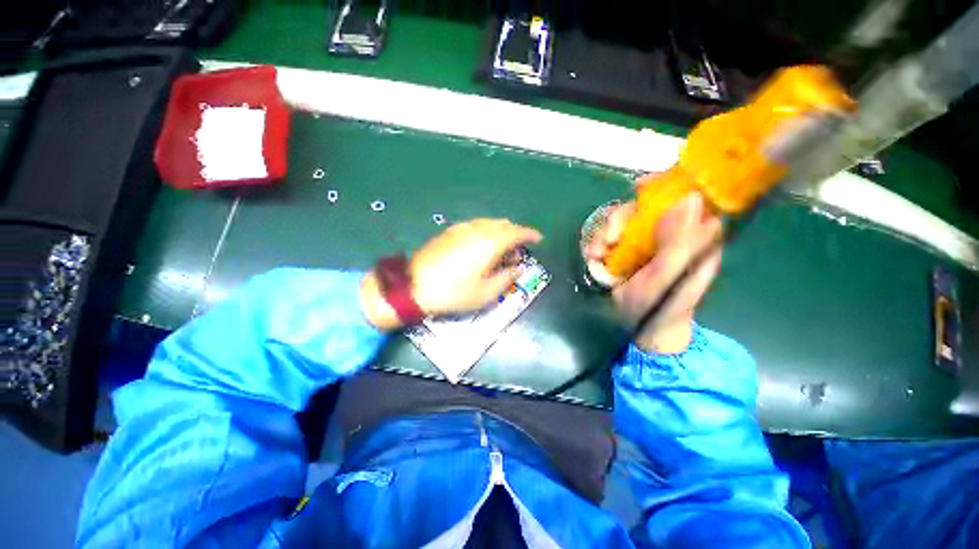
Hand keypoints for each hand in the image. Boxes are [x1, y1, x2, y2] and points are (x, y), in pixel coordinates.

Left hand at [361, 219, 542, 329]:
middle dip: (515, 234)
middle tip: (518, 252)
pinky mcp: (449, 231)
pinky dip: (486, 232)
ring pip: (489, 223)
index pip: (517, 232)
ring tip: (501, 250)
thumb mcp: (486, 293)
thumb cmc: (453, 293)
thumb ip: (506, 278)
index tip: (538, 239)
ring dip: (501, 232)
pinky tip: (482, 246)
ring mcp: (462, 228)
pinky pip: (476, 226)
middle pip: (504, 224)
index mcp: (490, 243)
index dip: (530, 234)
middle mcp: (478, 230)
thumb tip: (518, 268)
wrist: (413, 286)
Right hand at [585, 192, 721, 353]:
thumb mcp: (669, 278)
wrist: (640, 326)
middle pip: (645, 206)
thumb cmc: (661, 306)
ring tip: (597, 253)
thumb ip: (679, 243)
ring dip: (604, 233)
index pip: (687, 196)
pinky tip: (594, 256)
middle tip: (610, 239)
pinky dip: (597, 242)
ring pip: (622, 219)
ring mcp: (645, 240)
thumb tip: (689, 197)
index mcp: (694, 236)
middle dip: (622, 218)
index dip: (666, 184)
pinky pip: (608, 234)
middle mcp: (669, 233)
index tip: (641, 186)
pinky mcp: (626, 248)